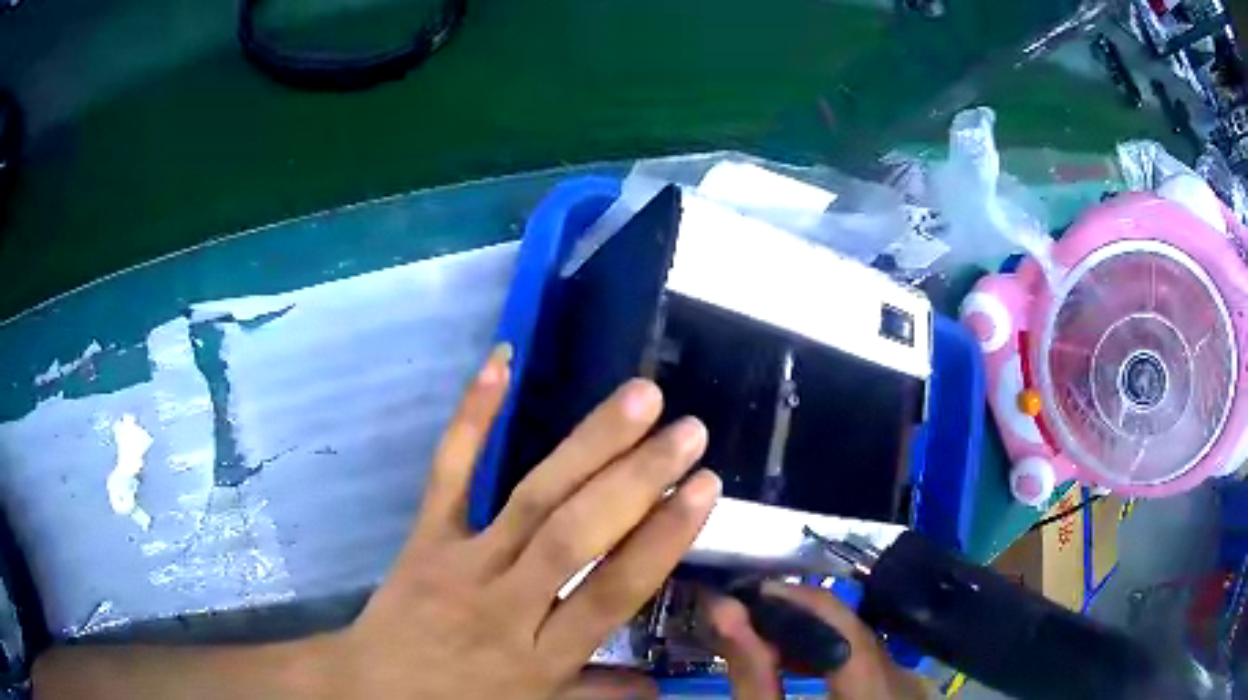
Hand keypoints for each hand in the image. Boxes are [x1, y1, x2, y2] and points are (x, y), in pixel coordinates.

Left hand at [337, 345, 721, 698]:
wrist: (373, 686)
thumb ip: (600, 695)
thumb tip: (661, 689)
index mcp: (543, 654)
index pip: (613, 590)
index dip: (662, 538)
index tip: (704, 488)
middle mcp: (506, 603)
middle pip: (576, 535)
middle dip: (638, 479)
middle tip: (688, 430)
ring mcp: (461, 562)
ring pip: (530, 498)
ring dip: (588, 444)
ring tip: (640, 398)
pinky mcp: (425, 535)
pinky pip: (449, 472)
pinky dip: (473, 416)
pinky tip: (501, 363)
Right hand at [704, 581, 926, 699]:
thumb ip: (753, 676)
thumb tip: (726, 612)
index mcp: (875, 697)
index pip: (846, 632)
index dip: (799, 604)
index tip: (750, 593)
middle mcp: (905, 684)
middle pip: (854, 633)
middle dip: (800, 619)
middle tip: (748, 615)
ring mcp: (911, 685)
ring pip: (863, 642)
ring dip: (814, 635)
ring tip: (766, 636)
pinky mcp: (905, 690)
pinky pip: (871, 658)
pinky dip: (833, 653)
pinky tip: (802, 661)